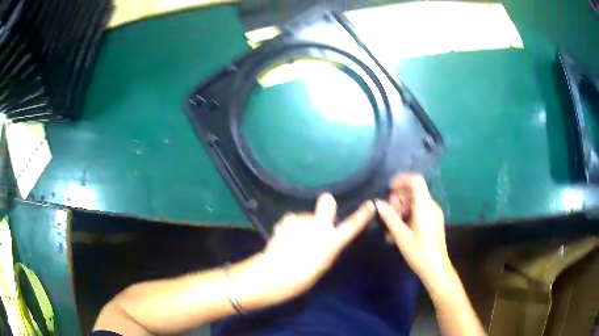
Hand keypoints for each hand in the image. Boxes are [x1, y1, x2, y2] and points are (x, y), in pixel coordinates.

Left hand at [230, 194, 374, 308]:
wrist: (276, 273)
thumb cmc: (301, 276)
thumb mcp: (321, 264)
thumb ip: (326, 247)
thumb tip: (324, 238)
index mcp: (332, 242)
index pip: (352, 227)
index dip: (362, 216)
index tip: (370, 205)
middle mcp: (320, 226)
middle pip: (327, 202)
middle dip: (326, 204)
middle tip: (320, 213)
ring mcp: (303, 220)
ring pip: (305, 217)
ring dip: (301, 224)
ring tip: (293, 240)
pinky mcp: (287, 220)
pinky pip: (291, 220)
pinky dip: (288, 227)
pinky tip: (283, 237)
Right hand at [375, 173, 453, 287]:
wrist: (435, 268)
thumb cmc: (418, 252)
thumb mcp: (401, 235)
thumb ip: (389, 217)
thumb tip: (377, 203)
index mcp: (425, 206)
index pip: (416, 180)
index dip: (401, 180)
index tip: (388, 190)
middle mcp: (431, 206)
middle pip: (414, 191)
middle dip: (398, 199)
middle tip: (387, 214)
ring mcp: (434, 213)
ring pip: (415, 202)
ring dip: (401, 209)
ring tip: (390, 226)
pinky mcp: (434, 221)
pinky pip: (419, 210)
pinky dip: (408, 215)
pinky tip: (399, 231)